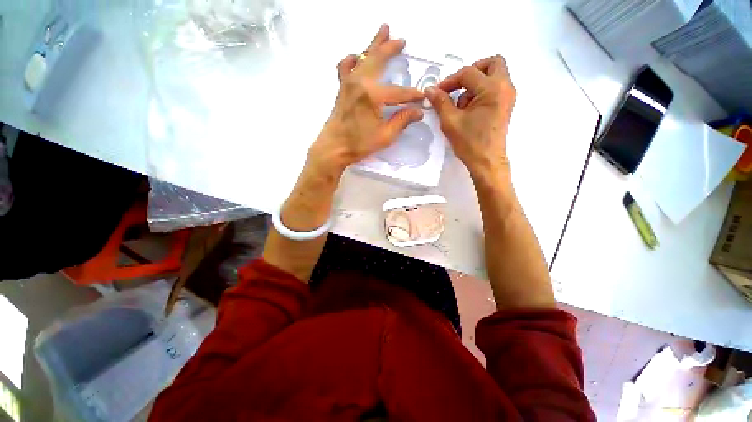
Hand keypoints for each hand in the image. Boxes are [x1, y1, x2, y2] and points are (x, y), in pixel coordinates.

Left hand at [307, 24, 424, 175]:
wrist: (334, 147)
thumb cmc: (359, 144)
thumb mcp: (385, 136)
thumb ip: (402, 121)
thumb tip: (418, 112)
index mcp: (372, 95)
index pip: (398, 92)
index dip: (412, 95)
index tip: (422, 98)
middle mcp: (360, 82)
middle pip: (378, 59)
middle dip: (391, 48)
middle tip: (401, 40)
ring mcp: (348, 82)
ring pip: (363, 56)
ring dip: (374, 44)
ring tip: (383, 32)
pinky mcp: (342, 88)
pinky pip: (345, 66)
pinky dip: (352, 58)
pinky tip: (355, 56)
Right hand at [425, 56, 515, 180]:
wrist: (487, 162)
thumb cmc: (470, 143)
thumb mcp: (451, 121)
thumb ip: (441, 102)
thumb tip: (430, 89)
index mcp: (492, 89)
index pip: (468, 73)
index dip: (450, 81)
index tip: (437, 92)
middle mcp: (505, 87)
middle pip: (491, 63)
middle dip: (471, 71)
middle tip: (457, 86)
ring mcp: (507, 97)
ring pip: (493, 75)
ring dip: (475, 84)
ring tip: (461, 106)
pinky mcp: (505, 106)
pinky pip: (494, 88)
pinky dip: (480, 93)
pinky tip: (469, 111)